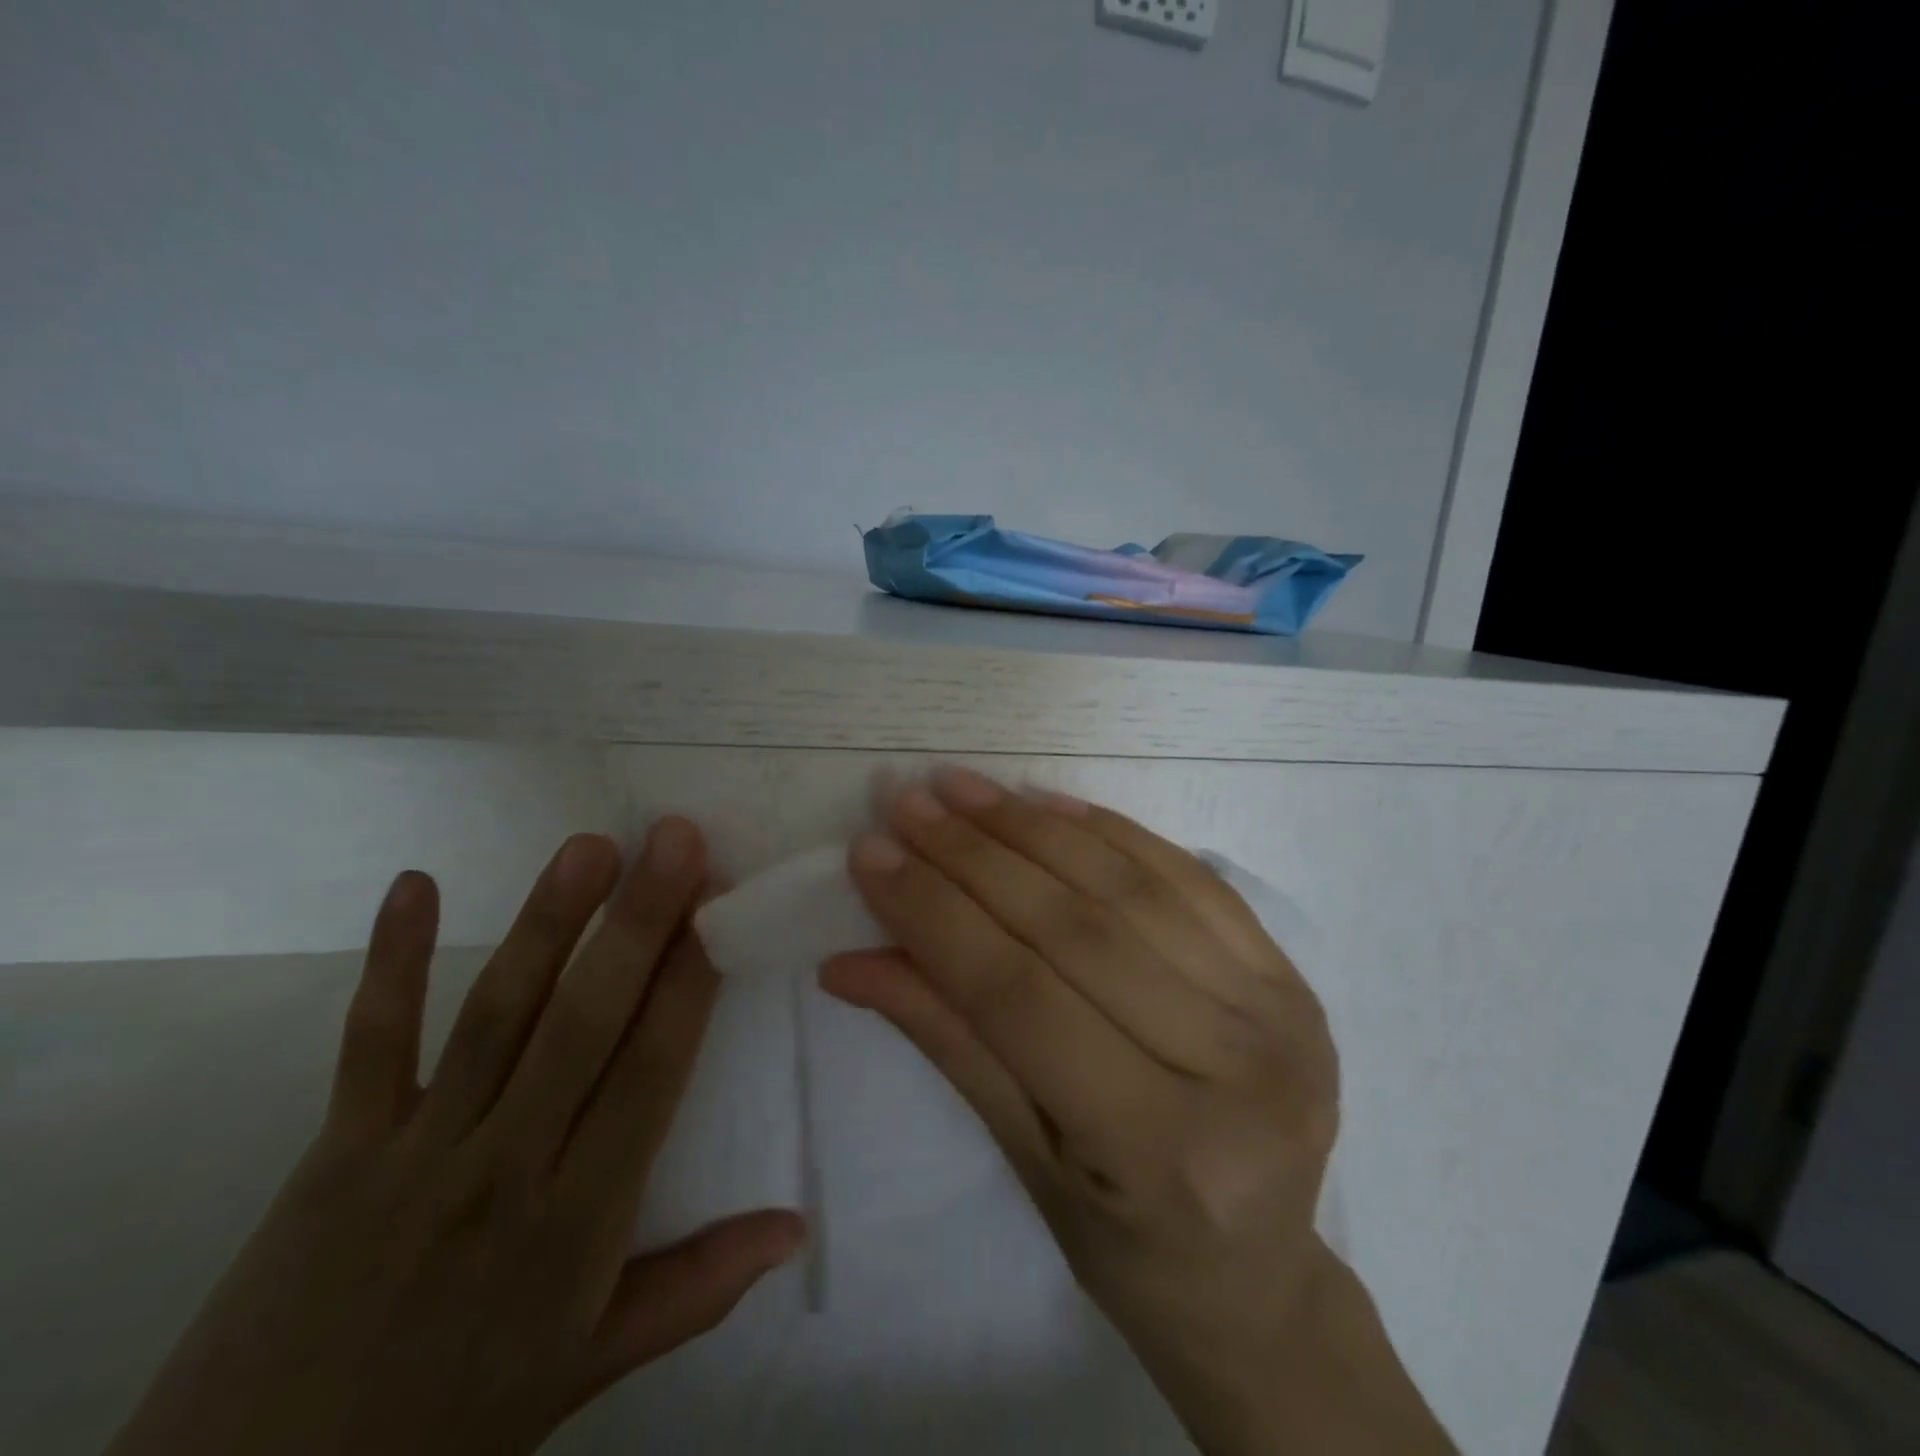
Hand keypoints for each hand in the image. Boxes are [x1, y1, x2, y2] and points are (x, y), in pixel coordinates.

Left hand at [109, 822, 804, 1455]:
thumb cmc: (455, 1415)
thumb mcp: (594, 1363)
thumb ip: (701, 1286)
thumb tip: (796, 1226)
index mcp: (578, 1220)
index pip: (651, 1072)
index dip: (690, 983)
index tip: (721, 905)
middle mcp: (505, 1167)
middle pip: (583, 1024)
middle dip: (637, 923)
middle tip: (675, 839)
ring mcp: (417, 1149)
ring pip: (495, 1015)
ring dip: (546, 923)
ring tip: (590, 846)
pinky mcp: (338, 1147)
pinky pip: (371, 1043)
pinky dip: (391, 962)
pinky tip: (414, 883)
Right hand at [822, 768, 1453, 1455]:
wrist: (1259, 1276)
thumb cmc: (1126, 1245)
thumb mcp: (1024, 1156)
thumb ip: (947, 1039)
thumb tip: (849, 962)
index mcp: (1160, 1149)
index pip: (1018, 996)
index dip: (935, 916)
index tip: (872, 855)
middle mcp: (1234, 1068)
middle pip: (1075, 929)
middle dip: (974, 855)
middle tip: (908, 804)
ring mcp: (1277, 1009)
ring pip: (1129, 888)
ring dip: (1033, 827)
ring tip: (963, 788)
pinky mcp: (1289, 972)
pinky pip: (1186, 875)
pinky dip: (1108, 831)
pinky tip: (1047, 801)